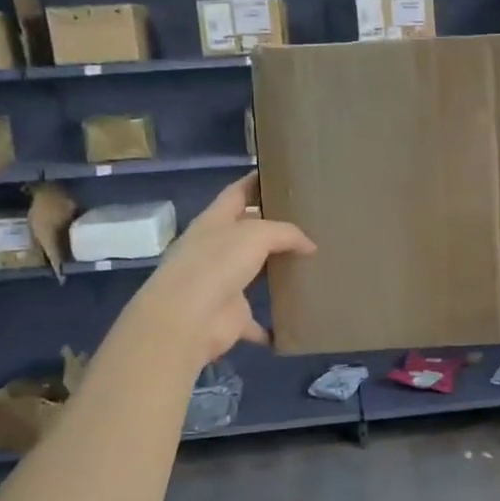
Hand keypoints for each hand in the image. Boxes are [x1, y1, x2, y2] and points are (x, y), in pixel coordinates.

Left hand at [118, 175, 315, 366]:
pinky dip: (272, 325)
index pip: (236, 193)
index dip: (255, 182)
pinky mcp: (231, 316)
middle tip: (310, 223)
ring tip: (311, 266)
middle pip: (248, 234)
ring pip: (254, 274)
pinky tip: (296, 322)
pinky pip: (257, 322)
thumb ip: (286, 233)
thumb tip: (310, 246)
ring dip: (276, 273)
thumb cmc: (216, 264)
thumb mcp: (255, 235)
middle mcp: (215, 250)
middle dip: (273, 229)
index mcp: (214, 222)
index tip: (281, 175)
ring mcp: (221, 284)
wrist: (188, 320)